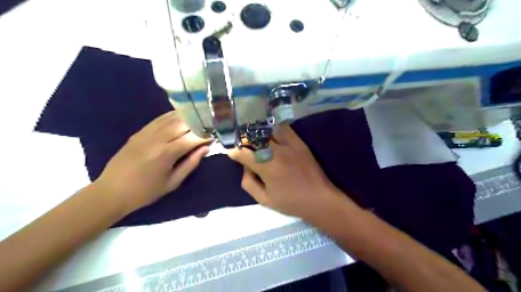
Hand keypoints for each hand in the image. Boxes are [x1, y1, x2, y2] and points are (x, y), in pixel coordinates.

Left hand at [94, 111, 208, 213]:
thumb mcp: (173, 182)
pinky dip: (172, 115)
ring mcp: (146, 133)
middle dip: (199, 123)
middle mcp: (157, 138)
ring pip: (171, 118)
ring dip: (188, 117)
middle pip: (183, 124)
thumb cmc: (146, 192)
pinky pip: (159, 119)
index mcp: (167, 153)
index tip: (216, 135)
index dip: (206, 135)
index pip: (193, 138)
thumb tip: (206, 148)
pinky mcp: (139, 132)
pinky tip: (181, 116)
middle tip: (210, 125)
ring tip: (199, 118)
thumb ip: (191, 163)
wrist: (112, 191)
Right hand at [229, 124, 342, 219]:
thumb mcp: (264, 200)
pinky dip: (275, 130)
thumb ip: (249, 183)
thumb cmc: (290, 202)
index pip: (245, 154)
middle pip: (255, 139)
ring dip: (260, 134)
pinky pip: (285, 129)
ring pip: (269, 131)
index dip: (235, 152)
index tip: (231, 153)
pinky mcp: (299, 143)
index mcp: (267, 167)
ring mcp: (290, 145)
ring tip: (257, 139)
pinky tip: (273, 135)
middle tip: (243, 146)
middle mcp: (277, 152)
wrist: (319, 199)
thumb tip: (245, 167)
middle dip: (246, 141)